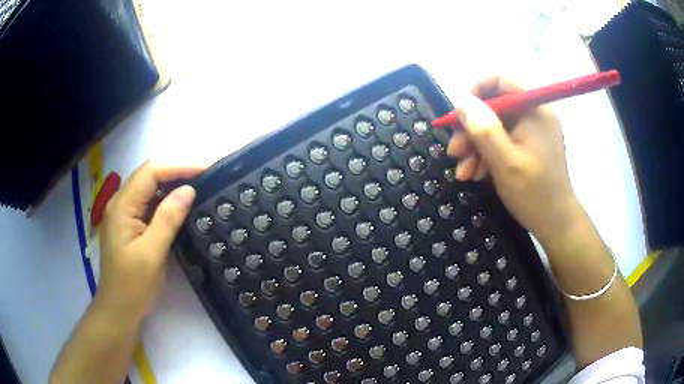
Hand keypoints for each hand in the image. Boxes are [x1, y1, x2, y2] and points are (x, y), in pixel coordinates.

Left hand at [96, 161, 203, 318]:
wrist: (118, 309)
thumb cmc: (132, 285)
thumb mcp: (152, 253)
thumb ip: (168, 219)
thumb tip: (188, 190)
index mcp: (122, 206)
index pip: (150, 172)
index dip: (178, 167)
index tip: (205, 171)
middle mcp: (120, 203)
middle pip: (149, 176)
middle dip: (177, 173)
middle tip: (204, 179)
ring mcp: (124, 213)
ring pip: (149, 189)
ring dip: (172, 186)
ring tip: (197, 190)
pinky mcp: (129, 224)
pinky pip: (148, 204)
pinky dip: (165, 201)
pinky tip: (179, 208)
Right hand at [446, 76, 580, 241]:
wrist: (555, 224)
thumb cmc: (535, 194)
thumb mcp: (505, 162)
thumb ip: (483, 128)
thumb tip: (461, 100)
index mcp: (534, 110)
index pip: (502, 79)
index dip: (477, 88)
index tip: (460, 111)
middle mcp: (533, 114)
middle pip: (494, 105)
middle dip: (471, 128)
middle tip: (454, 151)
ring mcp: (531, 131)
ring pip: (494, 125)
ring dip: (475, 146)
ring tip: (463, 172)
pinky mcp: (528, 146)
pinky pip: (502, 140)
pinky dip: (486, 155)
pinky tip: (476, 175)